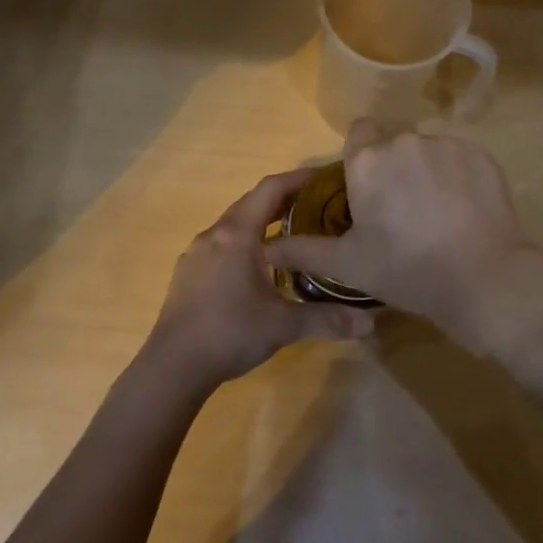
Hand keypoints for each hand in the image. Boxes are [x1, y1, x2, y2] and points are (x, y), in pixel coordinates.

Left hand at [141, 167, 375, 396]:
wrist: (172, 366)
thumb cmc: (229, 333)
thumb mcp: (283, 325)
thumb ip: (327, 319)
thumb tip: (370, 324)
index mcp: (237, 235)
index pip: (270, 189)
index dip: (298, 178)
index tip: (323, 176)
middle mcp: (214, 234)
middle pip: (251, 202)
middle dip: (283, 198)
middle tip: (316, 203)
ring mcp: (196, 253)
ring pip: (234, 223)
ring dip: (262, 220)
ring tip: (291, 232)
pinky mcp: (188, 272)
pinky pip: (221, 243)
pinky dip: (244, 240)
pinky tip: (257, 264)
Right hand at [264, 121, 542, 347]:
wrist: (482, 279)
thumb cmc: (405, 270)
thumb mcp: (348, 265)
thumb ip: (304, 251)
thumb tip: (267, 249)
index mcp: (367, 162)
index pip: (360, 134)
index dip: (363, 157)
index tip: (370, 188)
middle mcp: (404, 141)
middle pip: (395, 145)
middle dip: (396, 169)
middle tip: (404, 212)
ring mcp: (446, 145)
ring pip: (429, 151)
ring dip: (428, 172)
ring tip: (439, 215)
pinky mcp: (481, 156)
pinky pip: (461, 159)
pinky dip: (460, 178)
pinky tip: (466, 212)